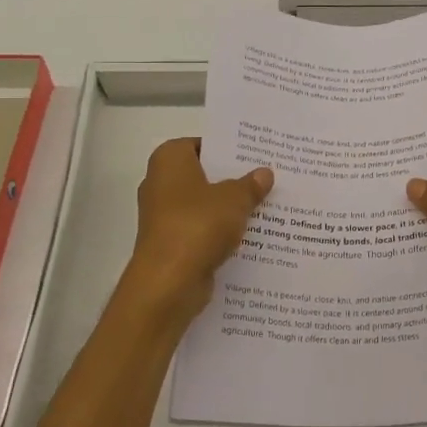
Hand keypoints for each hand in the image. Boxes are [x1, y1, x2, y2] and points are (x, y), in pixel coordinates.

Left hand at [119, 138, 272, 331]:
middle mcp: (160, 183)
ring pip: (204, 205)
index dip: (227, 149)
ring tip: (265, 205)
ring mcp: (163, 216)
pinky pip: (201, 230)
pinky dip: (220, 232)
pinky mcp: (170, 244)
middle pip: (203, 175)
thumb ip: (250, 184)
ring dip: (228, 208)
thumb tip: (264, 173)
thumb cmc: (198, 225)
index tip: (255, 155)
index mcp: (169, 160)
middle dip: (232, 179)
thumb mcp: (234, 199)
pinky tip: (250, 235)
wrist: (168, 282)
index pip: (201, 144)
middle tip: (266, 178)